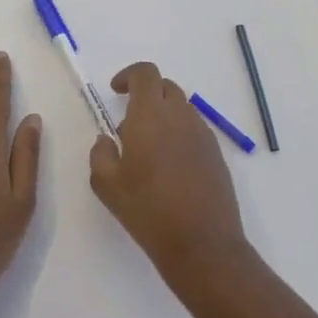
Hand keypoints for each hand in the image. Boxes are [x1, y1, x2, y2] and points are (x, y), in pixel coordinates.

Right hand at [89, 61, 247, 284]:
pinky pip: (194, 130)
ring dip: (163, 116)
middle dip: (145, 95)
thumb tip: (107, 140)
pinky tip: (169, 168)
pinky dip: (178, 135)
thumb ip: (100, 153)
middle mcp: (180, 116)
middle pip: (165, 87)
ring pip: (181, 109)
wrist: (201, 243)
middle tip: (128, 124)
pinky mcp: (216, 154)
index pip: (145, 73)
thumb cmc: (147, 210)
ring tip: (148, 152)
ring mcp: (203, 134)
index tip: (115, 91)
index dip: (129, 75)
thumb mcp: (106, 184)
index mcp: (151, 115)